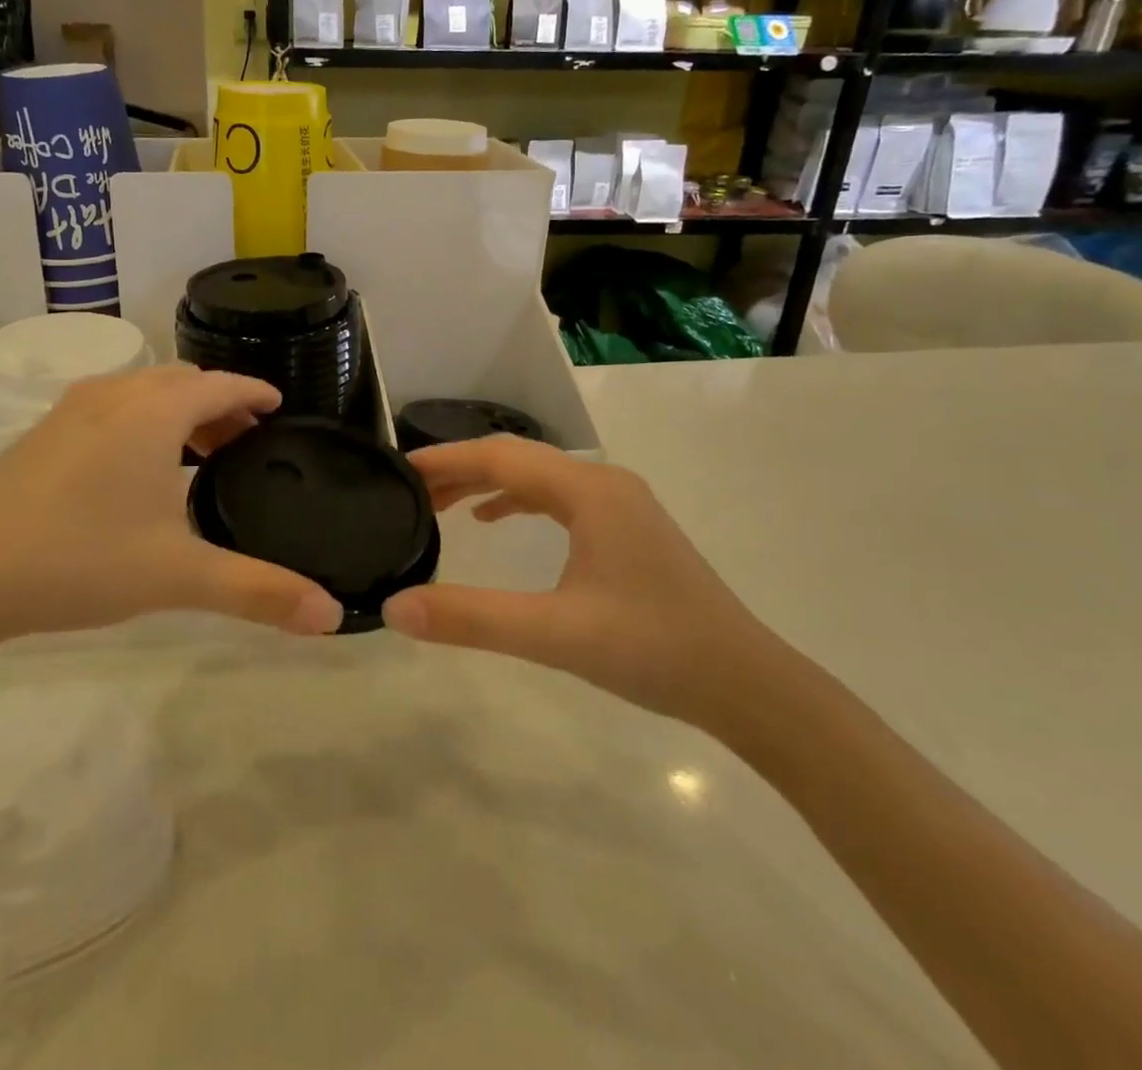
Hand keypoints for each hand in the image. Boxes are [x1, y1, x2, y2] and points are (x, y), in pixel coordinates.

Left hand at [0, 366, 343, 655]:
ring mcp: (71, 412)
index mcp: (153, 412)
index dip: (254, 392)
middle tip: (246, 442)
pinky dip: (142, 422)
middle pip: (182, 382)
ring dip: (179, 413)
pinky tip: (137, 472)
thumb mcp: (177, 576)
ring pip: (143, 393)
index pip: (220, 384)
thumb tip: (331, 615)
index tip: (279, 406)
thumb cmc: (79, 558)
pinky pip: (111, 409)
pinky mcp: (42, 435)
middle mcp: (114, 396)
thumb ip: (257, 591)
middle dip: (220, 404)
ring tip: (199, 456)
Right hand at [381, 437, 776, 723]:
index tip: (399, 468)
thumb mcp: (554, 634)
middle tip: (411, 490)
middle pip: (517, 459)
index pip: (500, 458)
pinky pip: (559, 498)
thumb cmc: (653, 649)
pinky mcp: (627, 528)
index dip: (446, 460)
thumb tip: (394, 608)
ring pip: (538, 477)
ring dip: (488, 484)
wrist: (746, 683)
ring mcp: (620, 504)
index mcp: (588, 491)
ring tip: (441, 504)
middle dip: (461, 469)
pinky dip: (519, 501)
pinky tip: (496, 522)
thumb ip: (472, 619)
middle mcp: (604, 483)